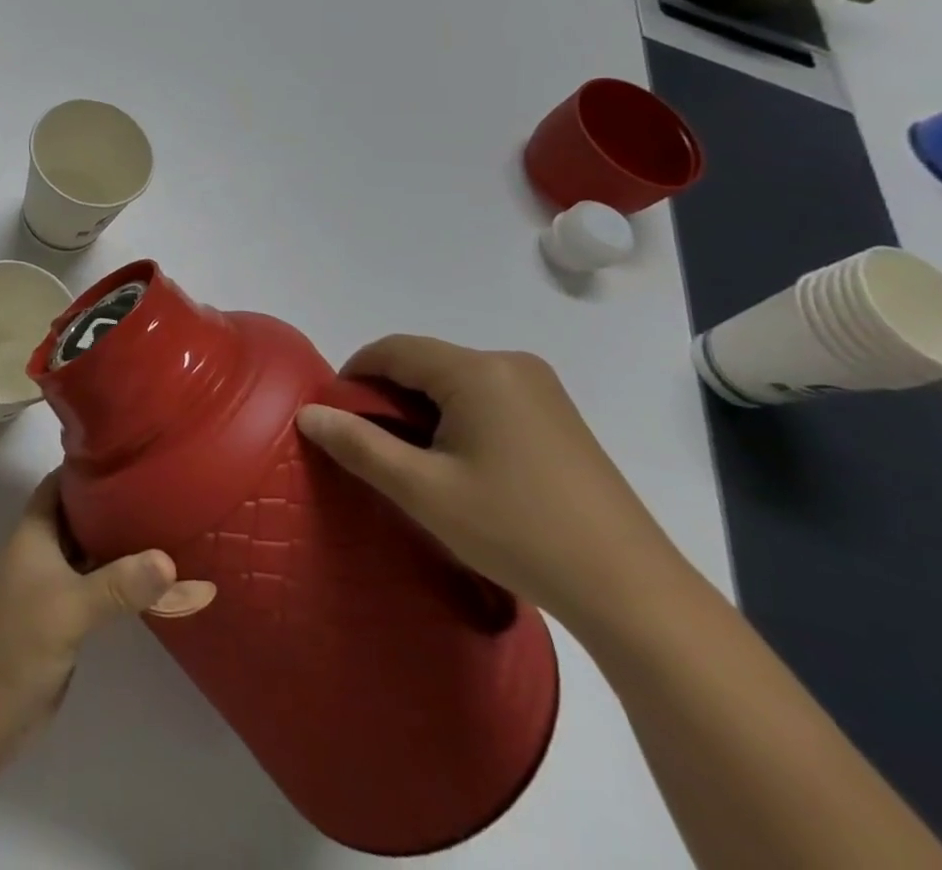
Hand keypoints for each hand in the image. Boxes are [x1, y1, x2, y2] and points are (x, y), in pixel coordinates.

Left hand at [0, 472, 214, 727]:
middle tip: (160, 490)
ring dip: (119, 542)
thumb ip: (119, 584)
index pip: (61, 482)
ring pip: (90, 550)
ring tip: (166, 525)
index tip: (129, 455)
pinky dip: (119, 577)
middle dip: (113, 502)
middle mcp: (42, 549)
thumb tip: (169, 560)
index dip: (89, 467)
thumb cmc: (19, 639)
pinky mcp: (64, 614)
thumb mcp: (71, 606)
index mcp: (34, 531)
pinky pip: (96, 583)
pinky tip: (152, 578)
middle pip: (79, 514)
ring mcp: (52, 582)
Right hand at [295, 335, 684, 631]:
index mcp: (477, 371)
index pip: (392, 349)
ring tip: (414, 463)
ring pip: (454, 382)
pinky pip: (486, 398)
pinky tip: (462, 467)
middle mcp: (510, 364)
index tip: (337, 417)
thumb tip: (308, 414)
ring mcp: (541, 389)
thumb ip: (358, 445)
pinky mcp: (559, 416)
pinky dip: (457, 419)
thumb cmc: (517, 531)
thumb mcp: (423, 491)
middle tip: (373, 448)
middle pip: (424, 363)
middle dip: (388, 397)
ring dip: (422, 410)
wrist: (632, 592)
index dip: (354, 375)